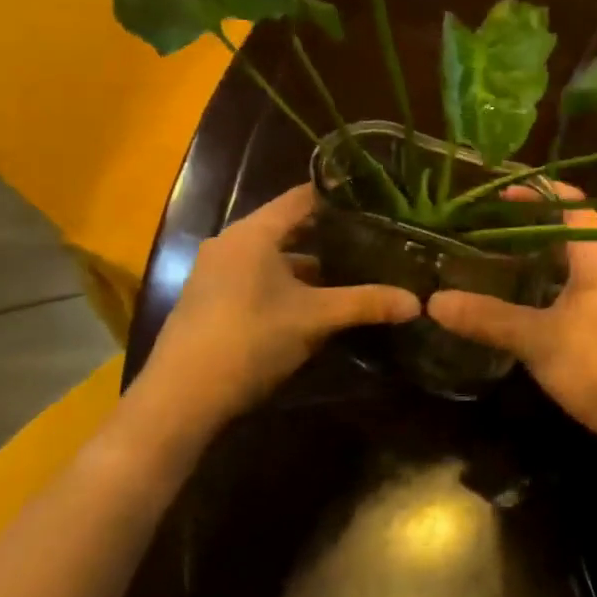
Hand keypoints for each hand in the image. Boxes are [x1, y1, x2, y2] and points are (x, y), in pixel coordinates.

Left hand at [134, 185, 419, 434]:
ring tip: (349, 271)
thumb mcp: (315, 319)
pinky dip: (285, 282)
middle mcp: (230, 242)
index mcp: (253, 233)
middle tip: (371, 237)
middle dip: (329, 233)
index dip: (338, 197)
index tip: (375, 202)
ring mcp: (214, 272)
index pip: (302, 197)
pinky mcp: (208, 299)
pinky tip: (311, 303)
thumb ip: (366, 303)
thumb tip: (417, 302)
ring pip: (272, 255)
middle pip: (287, 226)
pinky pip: (256, 276)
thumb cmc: (250, 340)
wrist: (179, 399)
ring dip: (307, 263)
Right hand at [427, 186, 596, 454]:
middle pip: (574, 236)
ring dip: (547, 268)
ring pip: (582, 270)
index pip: (571, 203)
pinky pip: (591, 297)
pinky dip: (561, 295)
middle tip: (492, 238)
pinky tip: (538, 318)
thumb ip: (489, 318)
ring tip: (507, 275)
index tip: (500, 195)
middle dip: (534, 234)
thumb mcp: (538, 339)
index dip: (536, 193)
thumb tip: (434, 302)